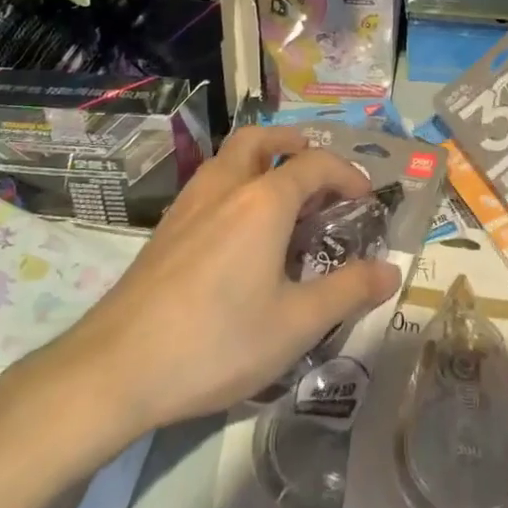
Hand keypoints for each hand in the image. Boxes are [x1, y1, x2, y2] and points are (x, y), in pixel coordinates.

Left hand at [13, 127, 401, 454]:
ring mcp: (189, 204)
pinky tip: (239, 233)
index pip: (315, 164)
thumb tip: (392, 270)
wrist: (115, 369)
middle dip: (294, 144)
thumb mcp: (296, 324)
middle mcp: (226, 187)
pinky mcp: (166, 228)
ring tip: (282, 199)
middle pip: (261, 138)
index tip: (365, 200)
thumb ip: (348, 291)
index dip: (347, 175)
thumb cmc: (217, 342)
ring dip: (261, 160)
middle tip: (317, 173)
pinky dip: (235, 184)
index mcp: (263, 201)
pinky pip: (210, 184)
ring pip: (229, 157)